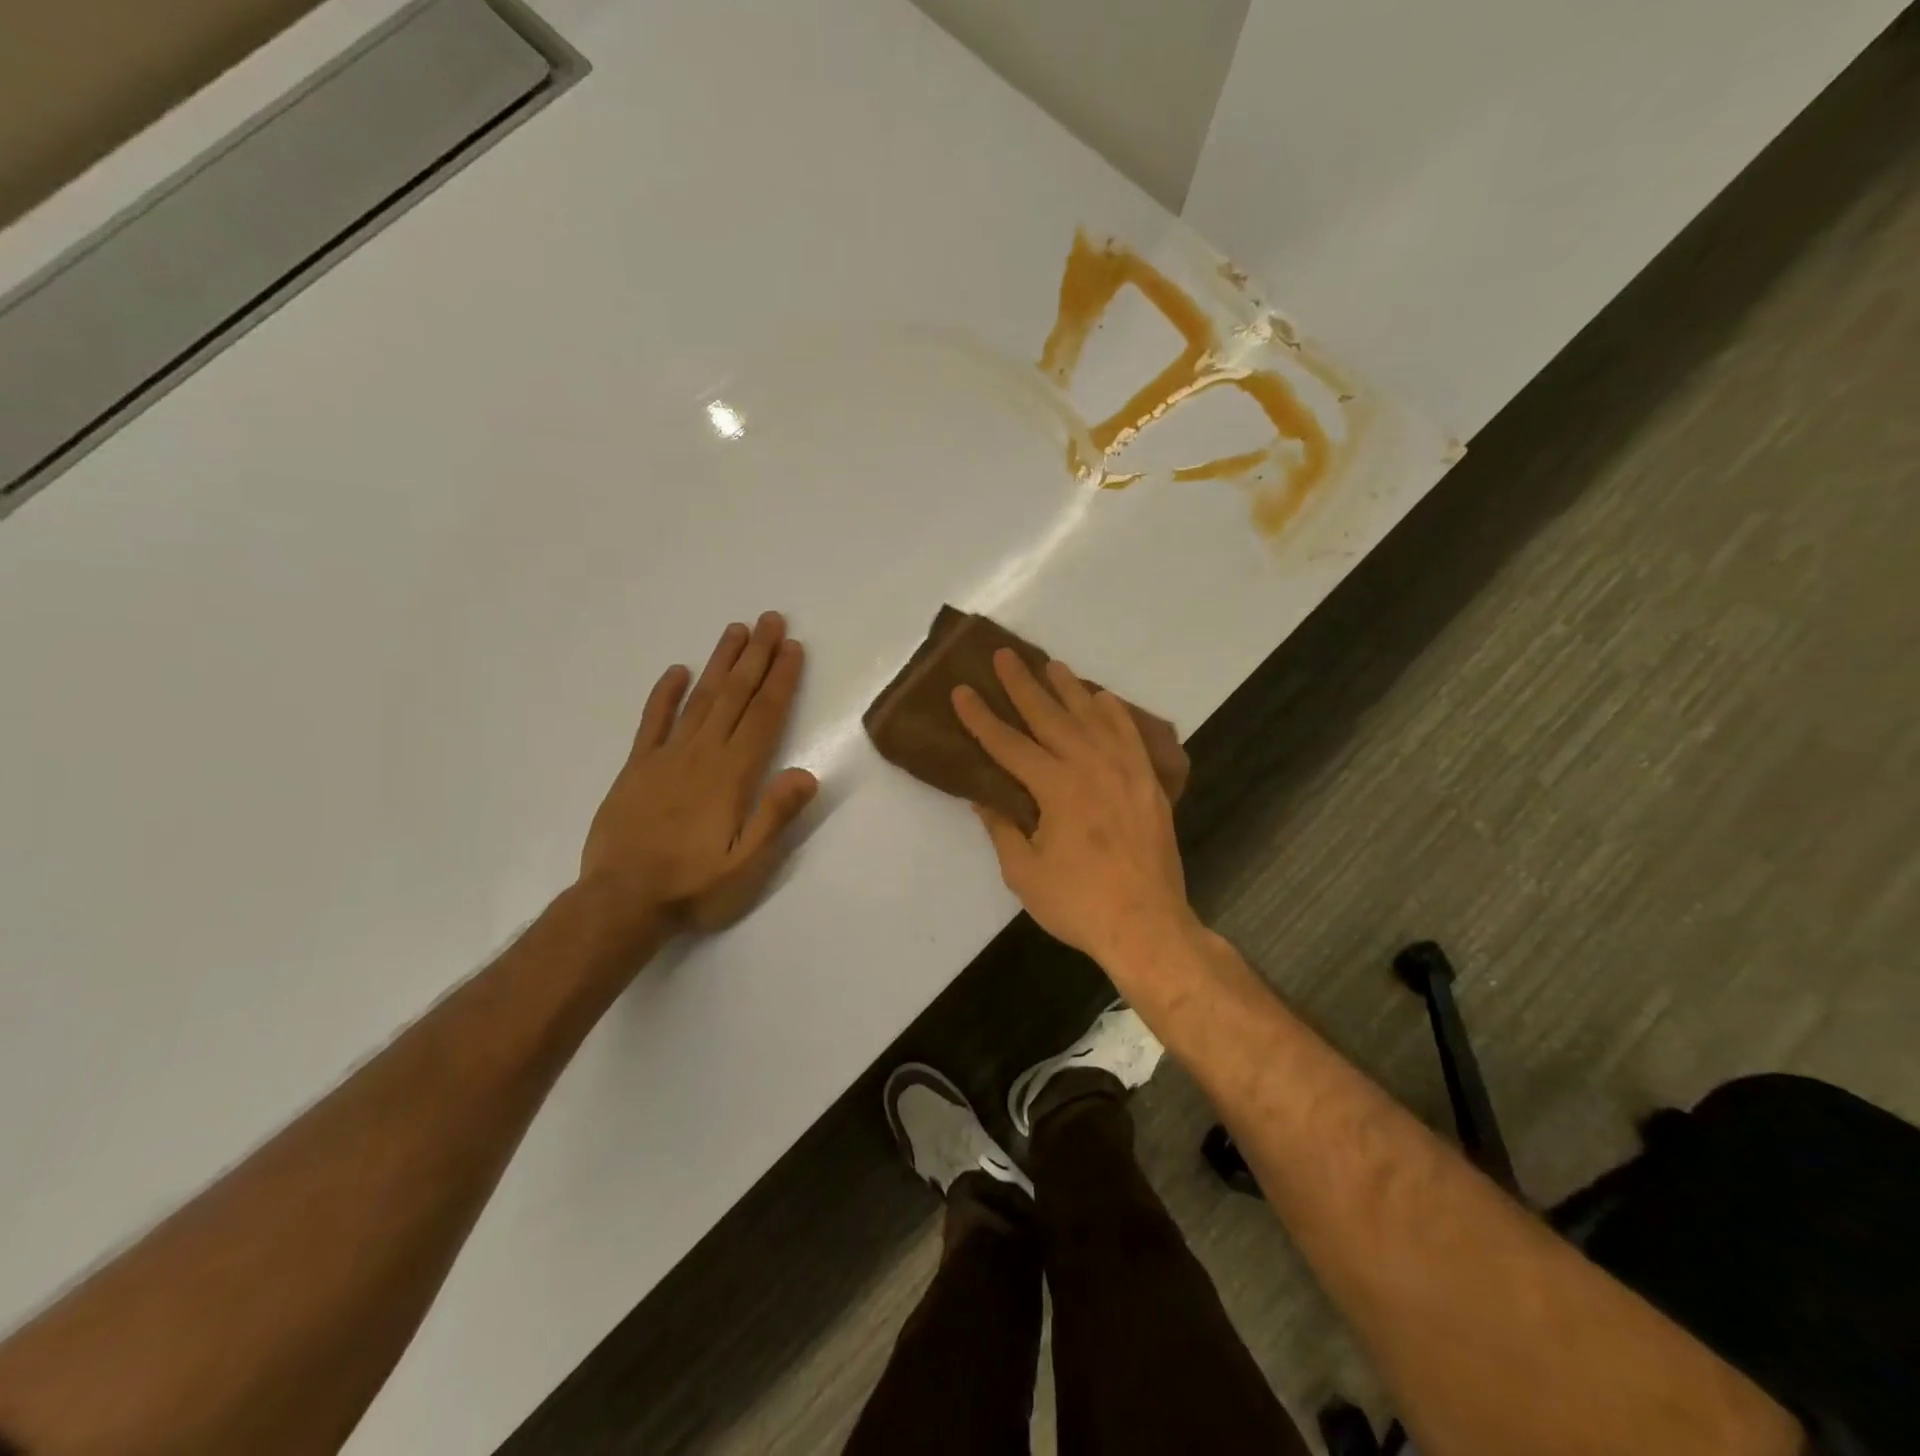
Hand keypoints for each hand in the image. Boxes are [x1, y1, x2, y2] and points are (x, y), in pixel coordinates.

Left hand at [581, 612, 817, 937]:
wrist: (620, 902)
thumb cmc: (693, 886)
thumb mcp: (747, 865)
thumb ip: (775, 816)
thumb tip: (808, 772)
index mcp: (731, 774)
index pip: (763, 716)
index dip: (780, 679)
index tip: (793, 647)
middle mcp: (701, 754)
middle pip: (734, 695)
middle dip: (756, 656)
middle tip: (771, 619)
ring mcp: (665, 757)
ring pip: (699, 699)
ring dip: (719, 663)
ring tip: (736, 630)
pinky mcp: (637, 767)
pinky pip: (652, 721)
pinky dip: (664, 694)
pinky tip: (676, 671)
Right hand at [952, 649, 1197, 970]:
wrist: (1147, 924)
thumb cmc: (1078, 903)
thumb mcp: (1025, 872)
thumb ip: (1002, 828)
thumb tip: (982, 796)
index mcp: (1055, 787)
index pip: (1008, 744)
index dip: (981, 717)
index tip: (961, 691)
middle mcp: (1090, 766)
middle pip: (1049, 716)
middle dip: (1022, 685)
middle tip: (1003, 655)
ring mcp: (1124, 770)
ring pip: (1091, 716)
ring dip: (1068, 688)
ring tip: (1050, 664)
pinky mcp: (1147, 782)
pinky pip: (1129, 734)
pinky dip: (1113, 712)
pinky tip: (1101, 697)